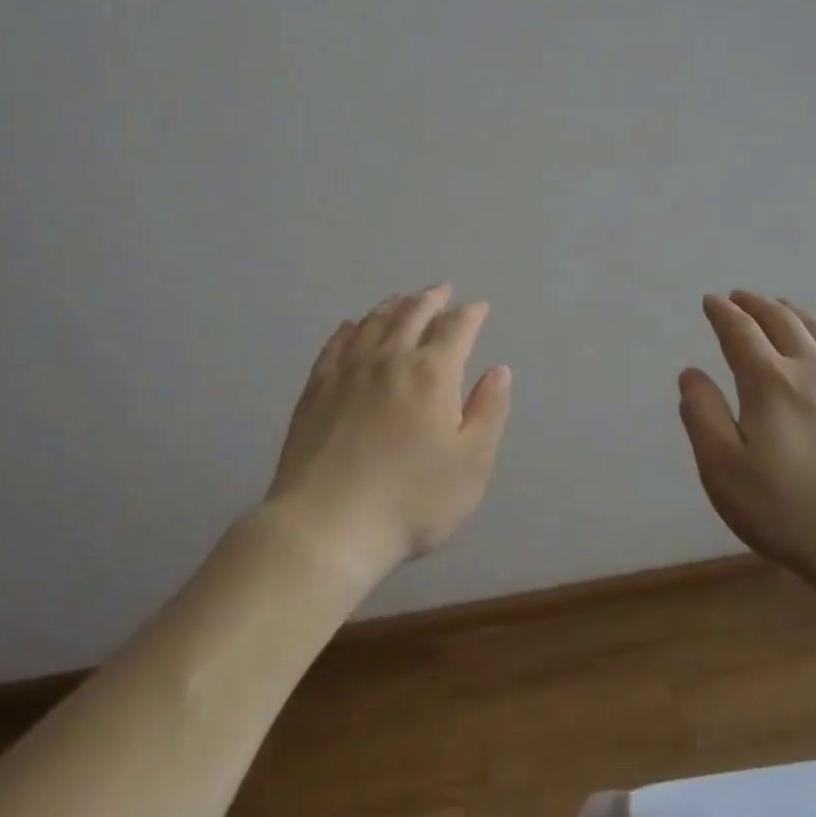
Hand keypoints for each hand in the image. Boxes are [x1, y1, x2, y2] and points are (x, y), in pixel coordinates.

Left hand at [265, 284, 511, 591]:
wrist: (327, 526)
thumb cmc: (411, 501)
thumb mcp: (471, 464)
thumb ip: (489, 412)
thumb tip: (499, 371)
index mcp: (432, 374)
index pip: (456, 328)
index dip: (470, 314)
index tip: (479, 307)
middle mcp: (390, 360)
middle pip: (413, 315)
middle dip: (432, 299)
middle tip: (442, 291)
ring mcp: (348, 371)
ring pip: (374, 323)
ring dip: (393, 306)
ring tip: (403, 299)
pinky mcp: (316, 389)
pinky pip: (335, 345)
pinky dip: (350, 329)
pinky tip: (352, 326)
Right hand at [678, 291, 815, 600]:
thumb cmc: (791, 514)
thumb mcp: (724, 472)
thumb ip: (702, 416)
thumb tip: (691, 373)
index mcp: (770, 382)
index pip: (740, 331)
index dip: (722, 313)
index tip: (711, 302)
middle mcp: (814, 369)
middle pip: (782, 321)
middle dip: (756, 304)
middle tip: (740, 297)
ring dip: (794, 312)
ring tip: (780, 307)